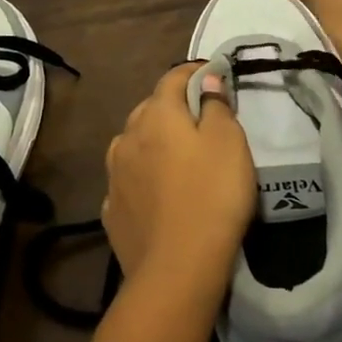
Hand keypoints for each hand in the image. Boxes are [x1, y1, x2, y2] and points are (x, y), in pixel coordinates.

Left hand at [102, 63, 254, 295]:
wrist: (177, 269)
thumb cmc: (212, 195)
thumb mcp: (229, 142)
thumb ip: (216, 105)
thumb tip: (206, 78)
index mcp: (157, 114)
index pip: (173, 77)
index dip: (194, 72)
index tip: (214, 74)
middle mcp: (128, 135)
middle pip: (151, 108)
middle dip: (174, 107)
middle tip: (201, 119)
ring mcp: (115, 174)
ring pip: (135, 143)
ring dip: (153, 142)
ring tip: (177, 156)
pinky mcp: (112, 209)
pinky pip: (129, 178)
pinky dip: (143, 176)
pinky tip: (157, 191)